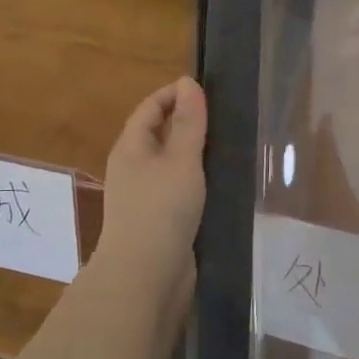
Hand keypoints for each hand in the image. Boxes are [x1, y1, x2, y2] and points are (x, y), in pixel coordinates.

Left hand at [99, 77, 207, 286]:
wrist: (145, 276)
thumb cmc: (161, 209)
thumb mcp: (180, 160)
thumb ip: (187, 122)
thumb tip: (187, 82)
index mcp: (131, 147)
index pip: (150, 107)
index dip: (174, 94)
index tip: (208, 90)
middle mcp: (132, 167)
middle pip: (157, 134)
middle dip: (185, 122)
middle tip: (224, 117)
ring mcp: (143, 196)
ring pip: (168, 164)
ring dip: (192, 153)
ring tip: (228, 146)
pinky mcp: (157, 220)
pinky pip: (175, 189)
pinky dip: (194, 180)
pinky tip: (217, 184)